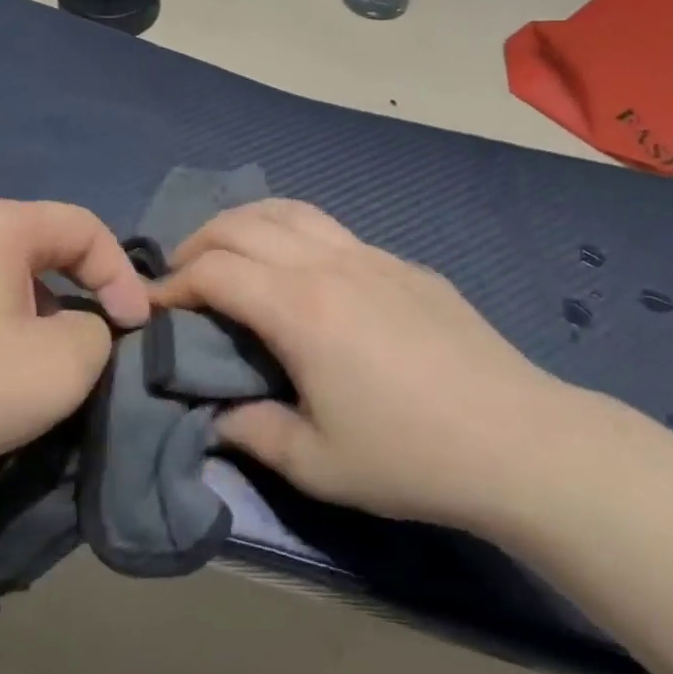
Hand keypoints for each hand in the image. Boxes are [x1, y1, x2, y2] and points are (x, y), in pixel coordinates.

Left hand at [0, 199, 149, 500]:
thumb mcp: (60, 365)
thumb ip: (98, 334)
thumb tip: (85, 328)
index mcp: (1, 224)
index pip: (87, 228)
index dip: (124, 277)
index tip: (136, 330)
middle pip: (52, 248)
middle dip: (88, 293)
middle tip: (103, 342)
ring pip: (17, 278)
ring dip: (49, 316)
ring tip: (54, 365)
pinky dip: (11, 328)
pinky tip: (2, 373)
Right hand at [153, 199, 567, 532]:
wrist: (518, 440)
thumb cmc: (410, 456)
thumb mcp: (317, 463)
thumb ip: (252, 433)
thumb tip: (216, 418)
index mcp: (299, 308)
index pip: (214, 270)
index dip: (173, 283)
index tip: (154, 307)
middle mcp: (329, 264)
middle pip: (244, 225)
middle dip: (198, 242)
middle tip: (180, 276)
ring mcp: (371, 255)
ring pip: (290, 210)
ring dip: (245, 222)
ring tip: (227, 251)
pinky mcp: (403, 264)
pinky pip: (331, 229)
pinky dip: (292, 233)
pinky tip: (299, 271)